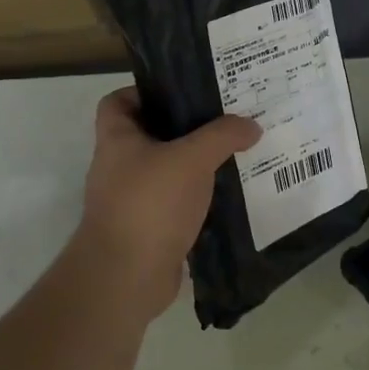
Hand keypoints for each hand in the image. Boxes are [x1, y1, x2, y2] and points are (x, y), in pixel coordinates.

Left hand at [70, 89, 261, 324]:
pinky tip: (229, 194)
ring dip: (196, 165)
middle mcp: (119, 166)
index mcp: (117, 140)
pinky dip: (199, 198)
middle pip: (151, 135)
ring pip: (168, 171)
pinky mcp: (149, 229)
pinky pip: (177, 203)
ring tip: (235, 153)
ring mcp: (132, 200)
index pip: (118, 101)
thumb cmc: (150, 204)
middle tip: (225, 119)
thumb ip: (223, 136)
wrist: (127, 277)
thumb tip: (251, 125)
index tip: (183, 92)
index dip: (145, 91)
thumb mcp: (192, 159)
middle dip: (186, 128)